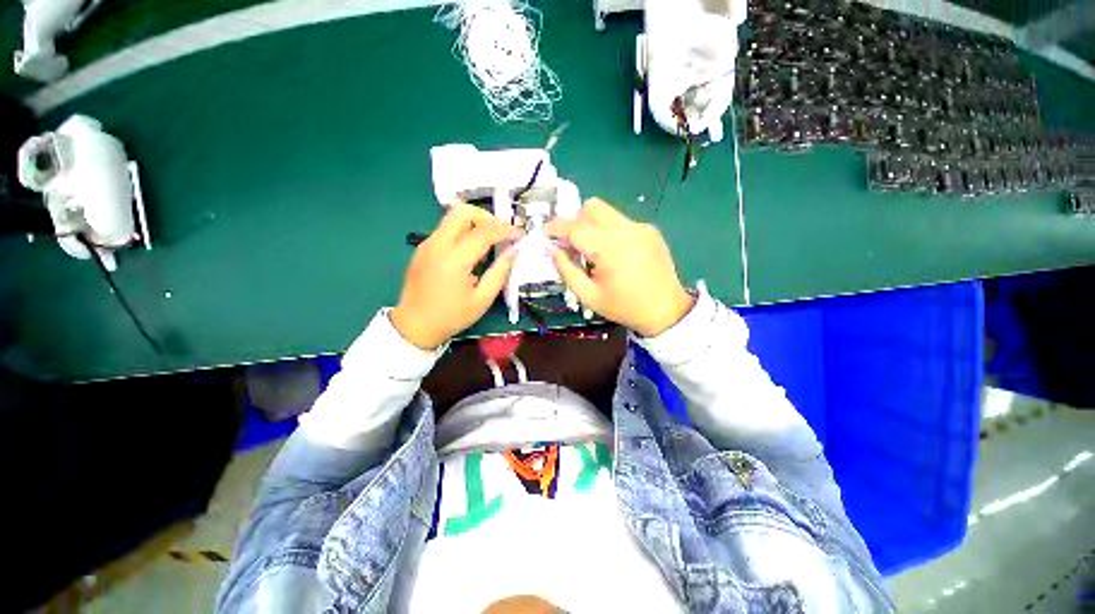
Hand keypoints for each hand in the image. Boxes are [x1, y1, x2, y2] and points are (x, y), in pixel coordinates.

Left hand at [391, 204, 519, 349]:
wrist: (414, 325)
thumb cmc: (452, 316)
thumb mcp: (482, 299)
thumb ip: (500, 272)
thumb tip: (514, 251)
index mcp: (454, 260)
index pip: (483, 232)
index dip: (505, 230)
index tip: (519, 233)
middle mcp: (437, 245)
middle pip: (463, 211)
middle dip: (487, 217)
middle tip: (501, 232)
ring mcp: (427, 244)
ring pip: (453, 217)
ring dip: (475, 223)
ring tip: (488, 245)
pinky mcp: (422, 248)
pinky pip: (446, 230)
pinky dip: (463, 232)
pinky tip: (470, 254)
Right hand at [546, 198, 694, 336]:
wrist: (666, 310)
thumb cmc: (624, 307)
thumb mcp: (588, 296)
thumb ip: (566, 270)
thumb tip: (551, 250)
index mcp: (609, 250)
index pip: (575, 227)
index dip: (556, 227)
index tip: (545, 232)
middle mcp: (626, 231)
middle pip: (592, 207)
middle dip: (575, 220)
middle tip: (572, 242)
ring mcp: (641, 227)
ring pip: (607, 211)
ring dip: (592, 224)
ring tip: (593, 249)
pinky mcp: (650, 230)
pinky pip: (621, 221)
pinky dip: (609, 231)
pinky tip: (614, 252)